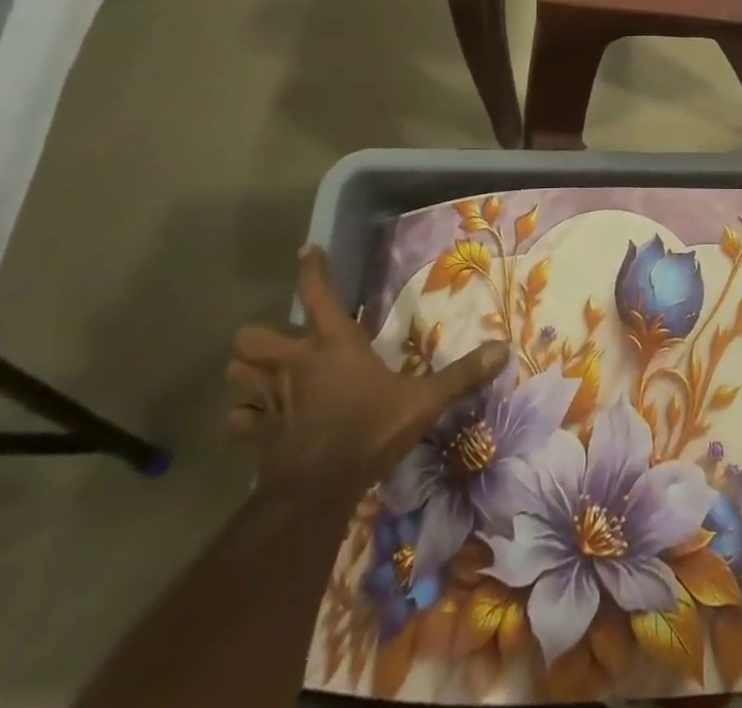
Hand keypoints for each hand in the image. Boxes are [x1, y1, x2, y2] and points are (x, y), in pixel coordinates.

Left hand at [227, 246, 507, 496]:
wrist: (318, 492)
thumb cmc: (369, 432)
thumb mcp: (424, 401)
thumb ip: (461, 375)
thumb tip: (504, 349)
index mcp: (334, 345)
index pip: (317, 294)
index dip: (312, 269)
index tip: (307, 250)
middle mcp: (296, 364)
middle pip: (254, 336)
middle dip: (261, 337)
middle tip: (280, 343)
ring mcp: (271, 400)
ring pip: (237, 374)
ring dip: (247, 373)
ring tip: (262, 376)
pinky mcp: (257, 435)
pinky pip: (237, 420)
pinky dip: (243, 418)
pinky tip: (256, 421)